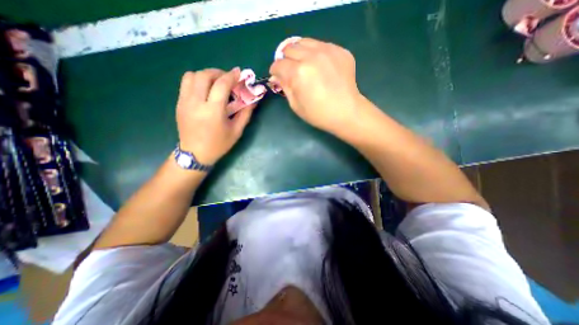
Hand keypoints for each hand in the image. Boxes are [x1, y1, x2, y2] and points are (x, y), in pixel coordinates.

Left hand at [175, 68, 253, 165]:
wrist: (195, 154)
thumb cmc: (218, 144)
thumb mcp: (236, 131)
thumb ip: (245, 114)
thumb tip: (253, 100)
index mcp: (213, 111)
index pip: (221, 85)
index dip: (231, 76)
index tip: (239, 72)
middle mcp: (196, 103)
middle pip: (204, 75)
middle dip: (219, 73)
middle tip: (228, 79)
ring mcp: (184, 102)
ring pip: (192, 75)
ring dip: (206, 75)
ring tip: (216, 82)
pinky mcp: (179, 103)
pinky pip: (185, 83)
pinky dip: (197, 80)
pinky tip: (206, 90)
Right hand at [269, 37, 362, 132]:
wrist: (346, 112)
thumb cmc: (318, 114)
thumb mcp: (296, 105)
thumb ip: (284, 87)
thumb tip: (276, 76)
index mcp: (298, 72)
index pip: (278, 64)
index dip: (275, 71)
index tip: (278, 76)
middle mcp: (311, 56)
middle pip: (289, 48)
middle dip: (286, 60)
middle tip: (290, 71)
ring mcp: (328, 51)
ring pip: (305, 42)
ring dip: (299, 53)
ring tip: (304, 65)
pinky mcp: (340, 51)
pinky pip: (321, 45)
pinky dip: (316, 53)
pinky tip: (320, 67)